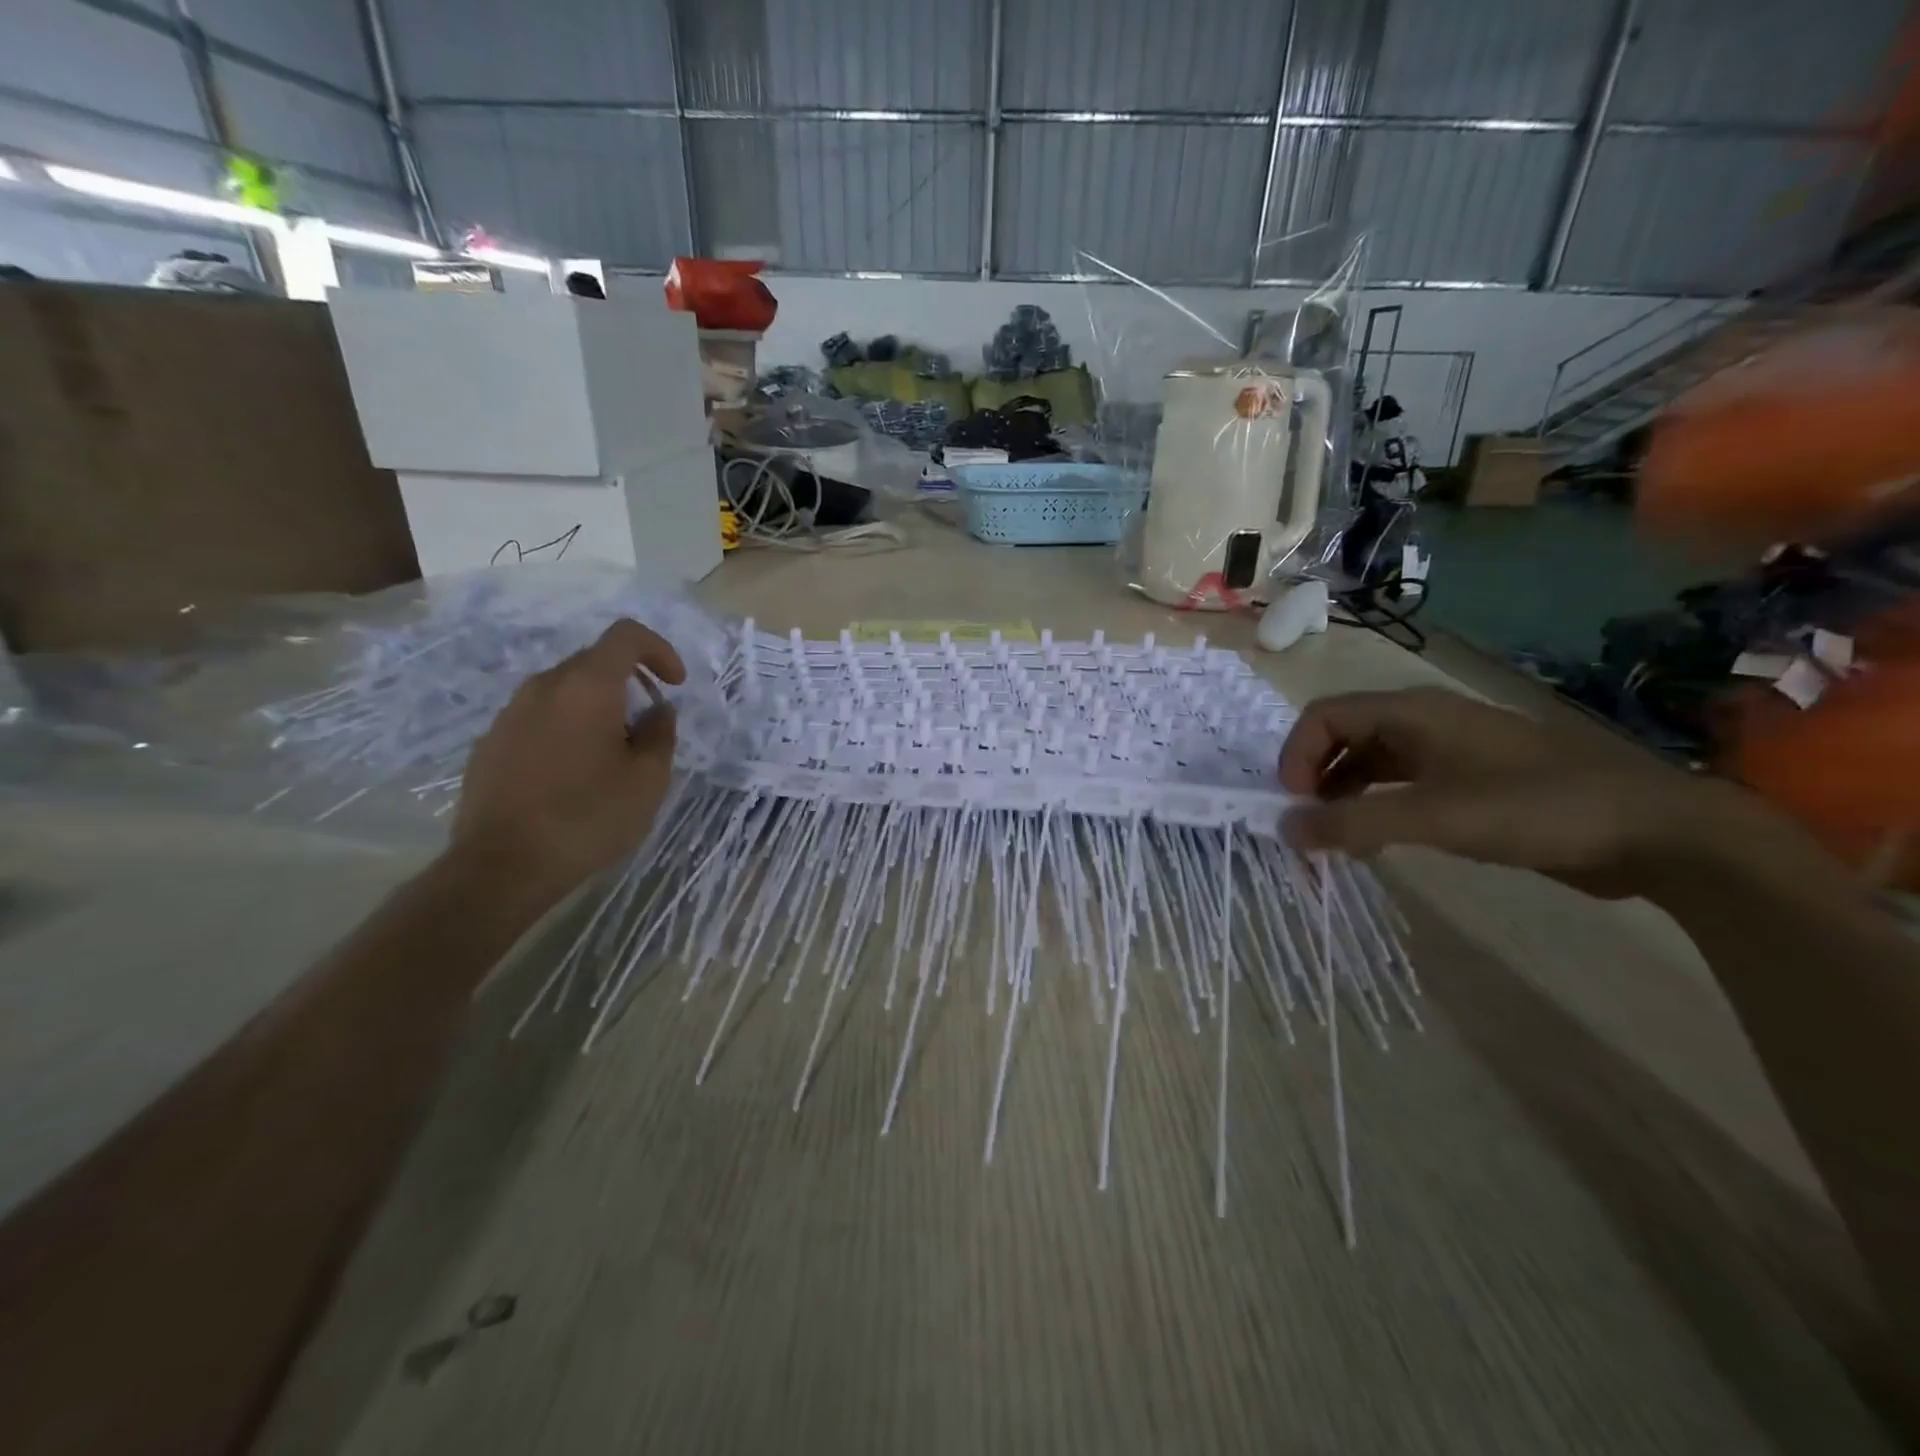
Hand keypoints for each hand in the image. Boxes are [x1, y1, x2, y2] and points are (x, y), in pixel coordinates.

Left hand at [452, 619, 685, 904]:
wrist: (502, 866)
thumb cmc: (588, 817)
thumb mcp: (648, 780)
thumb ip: (660, 735)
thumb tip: (658, 712)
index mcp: (587, 686)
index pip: (626, 636)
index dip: (659, 650)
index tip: (675, 685)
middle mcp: (544, 687)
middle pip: (594, 662)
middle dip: (630, 683)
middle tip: (647, 727)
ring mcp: (510, 714)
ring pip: (564, 692)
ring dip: (597, 708)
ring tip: (611, 755)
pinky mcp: (490, 743)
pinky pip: (539, 719)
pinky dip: (565, 729)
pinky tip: (572, 776)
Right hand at [1276, 687, 1748, 896]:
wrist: (1652, 831)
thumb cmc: (1536, 808)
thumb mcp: (1435, 817)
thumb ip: (1353, 822)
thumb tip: (1284, 830)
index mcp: (1413, 712)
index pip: (1324, 716)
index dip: (1296, 756)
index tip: (1293, 805)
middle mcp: (1424, 722)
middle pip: (1343, 736)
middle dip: (1314, 777)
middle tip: (1308, 825)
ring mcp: (1449, 750)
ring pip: (1370, 762)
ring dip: (1342, 795)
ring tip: (1337, 840)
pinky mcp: (1470, 780)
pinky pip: (1400, 785)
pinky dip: (1376, 807)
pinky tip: (1378, 842)